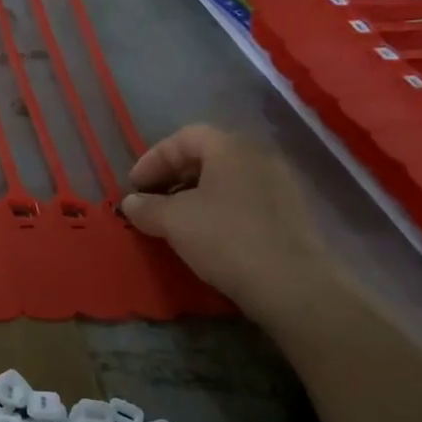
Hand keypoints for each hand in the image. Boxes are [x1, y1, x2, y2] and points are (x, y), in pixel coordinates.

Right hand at [120, 124, 334, 318]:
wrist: (291, 284)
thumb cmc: (225, 239)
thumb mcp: (174, 221)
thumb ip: (146, 207)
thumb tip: (130, 202)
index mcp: (231, 147)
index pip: (184, 138)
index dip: (153, 159)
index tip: (133, 187)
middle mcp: (259, 156)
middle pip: (206, 156)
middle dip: (172, 177)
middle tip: (151, 202)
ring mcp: (279, 184)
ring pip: (225, 179)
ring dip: (194, 195)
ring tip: (174, 221)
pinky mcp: (289, 213)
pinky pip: (243, 199)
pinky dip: (218, 209)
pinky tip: (205, 235)